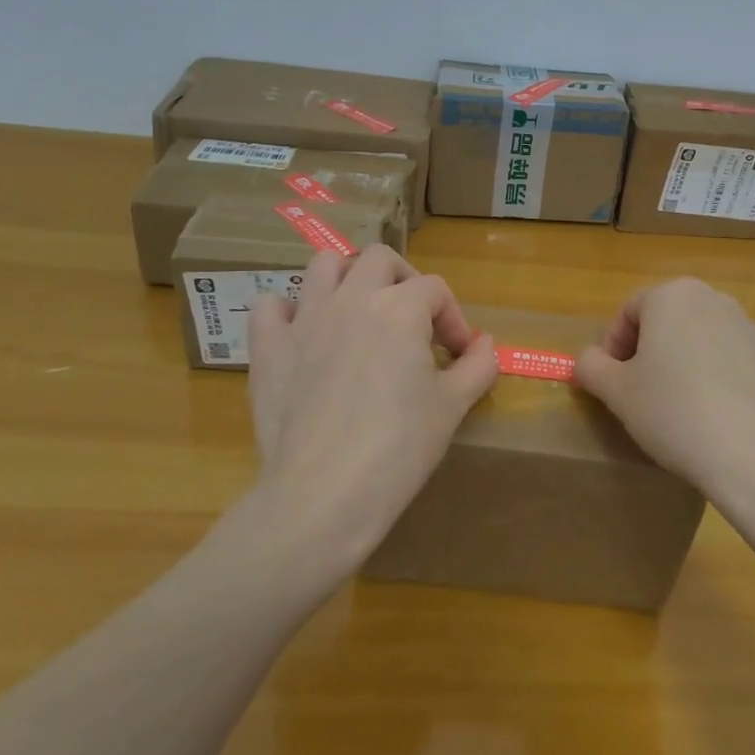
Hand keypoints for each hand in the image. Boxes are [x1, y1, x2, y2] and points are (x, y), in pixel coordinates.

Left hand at [245, 246, 498, 565]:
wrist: (323, 494)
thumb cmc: (398, 448)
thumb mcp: (453, 407)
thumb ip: (478, 366)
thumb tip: (485, 344)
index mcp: (400, 308)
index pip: (436, 290)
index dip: (453, 319)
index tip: (457, 356)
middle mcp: (351, 299)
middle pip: (380, 259)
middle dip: (403, 282)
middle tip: (412, 322)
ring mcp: (304, 319)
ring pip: (324, 265)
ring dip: (347, 278)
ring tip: (359, 313)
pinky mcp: (268, 347)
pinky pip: (270, 305)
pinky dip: (288, 310)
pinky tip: (304, 334)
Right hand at [574, 277, 754, 506]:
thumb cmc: (674, 413)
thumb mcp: (617, 393)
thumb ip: (591, 366)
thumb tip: (587, 359)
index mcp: (674, 296)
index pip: (629, 311)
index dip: (612, 346)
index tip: (611, 383)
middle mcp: (715, 300)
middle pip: (668, 321)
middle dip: (649, 353)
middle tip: (640, 395)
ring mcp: (751, 329)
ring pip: (702, 342)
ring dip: (684, 366)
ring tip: (679, 411)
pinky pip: (734, 365)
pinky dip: (718, 382)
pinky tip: (716, 420)